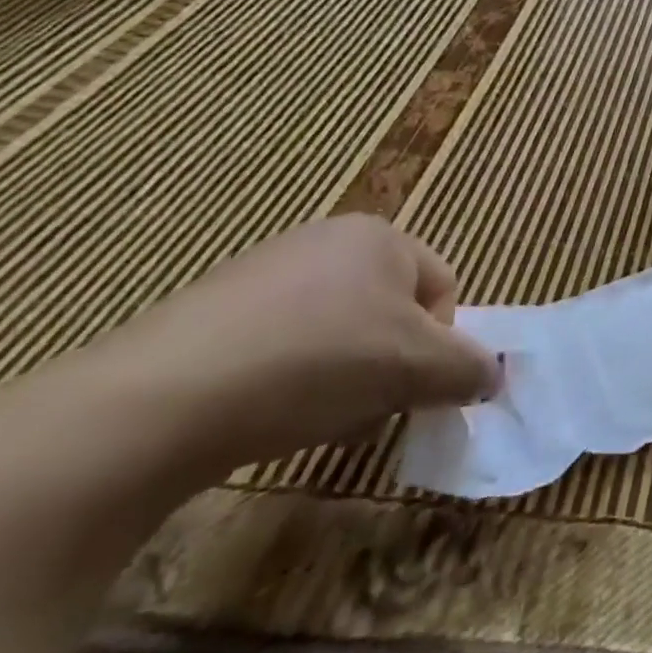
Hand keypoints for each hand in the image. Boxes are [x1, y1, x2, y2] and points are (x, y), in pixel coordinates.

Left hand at [99, 215, 498, 474]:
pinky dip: (288, 380)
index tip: (411, 386)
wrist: (158, 400)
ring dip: (343, 376)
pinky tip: (264, 414)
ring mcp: (263, 272)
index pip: (442, 288)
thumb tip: (493, 375)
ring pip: (338, 332)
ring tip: (312, 416)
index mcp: (380, 236)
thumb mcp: (416, 368)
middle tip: (367, 405)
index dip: (439, 344)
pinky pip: (280, 344)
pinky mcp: (210, 313)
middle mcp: (326, 240)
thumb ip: (469, 368)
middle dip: (390, 363)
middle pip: (390, 310)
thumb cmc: (316, 362)